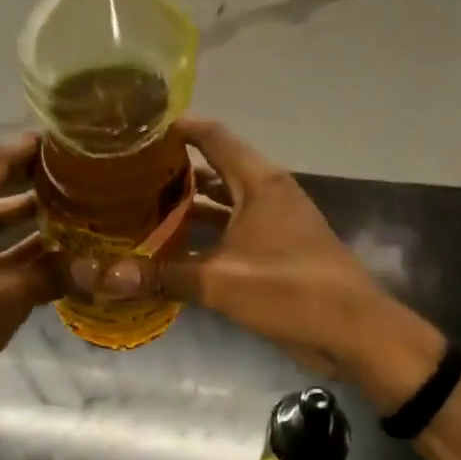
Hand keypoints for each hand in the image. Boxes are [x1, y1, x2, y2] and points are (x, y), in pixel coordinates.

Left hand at [0, 134, 58, 420]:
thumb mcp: (5, 299)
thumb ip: (53, 275)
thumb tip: (103, 269)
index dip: (33, 147)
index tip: (72, 141)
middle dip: (36, 178)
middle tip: (82, 174)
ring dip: (29, 214)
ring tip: (76, 208)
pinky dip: (15, 244)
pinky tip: (53, 252)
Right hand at [80, 118, 445, 410]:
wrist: (355, 333)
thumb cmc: (291, 290)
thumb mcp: (221, 282)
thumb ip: (163, 275)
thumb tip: (104, 277)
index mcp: (259, 182)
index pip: (213, 135)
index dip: (177, 126)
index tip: (137, 126)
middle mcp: (265, 191)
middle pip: (214, 164)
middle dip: (174, 165)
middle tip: (127, 168)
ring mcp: (273, 220)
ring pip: (222, 199)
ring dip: (187, 200)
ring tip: (139, 202)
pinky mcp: (275, 248)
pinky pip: (232, 227)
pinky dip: (204, 230)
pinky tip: (171, 244)